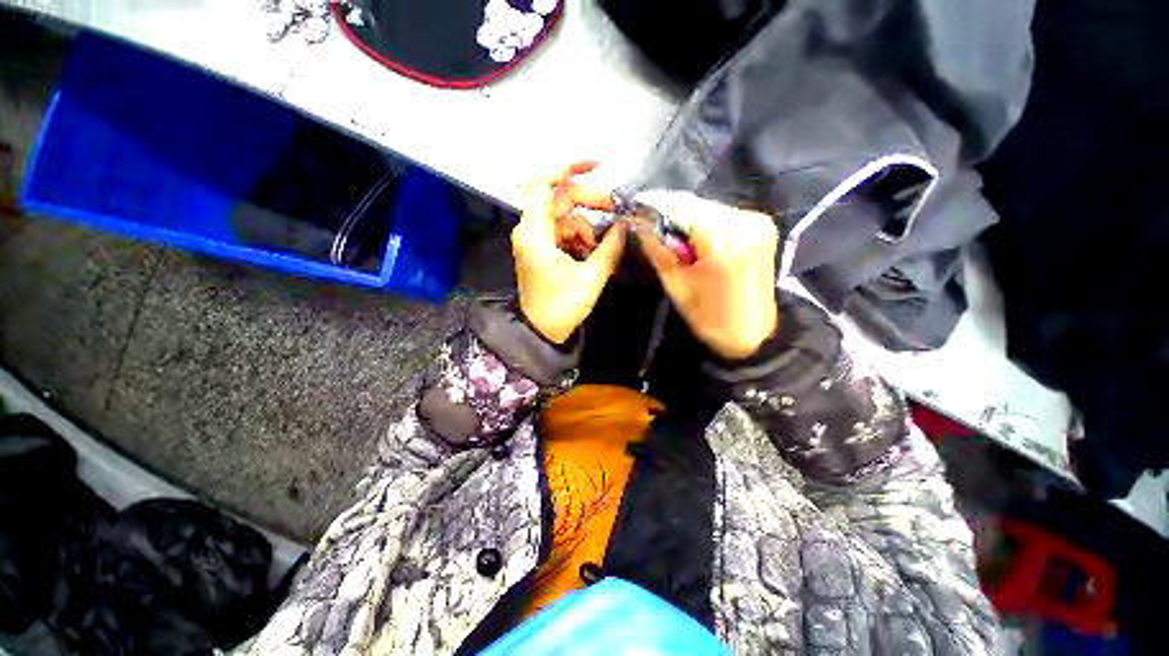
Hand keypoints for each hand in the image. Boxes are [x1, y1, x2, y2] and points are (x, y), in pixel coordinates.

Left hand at [513, 163, 627, 343]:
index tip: (597, 166)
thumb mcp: (591, 277)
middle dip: (591, 201)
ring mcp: (536, 239)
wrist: (541, 331)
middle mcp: (531, 230)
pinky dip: (580, 237)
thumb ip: (610, 247)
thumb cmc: (562, 307)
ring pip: (565, 216)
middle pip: (561, 198)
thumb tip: (624, 224)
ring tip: (600, 249)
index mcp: (536, 234)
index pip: (542, 184)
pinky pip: (564, 231)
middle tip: (617, 211)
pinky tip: (592, 253)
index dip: (567, 168)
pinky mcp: (542, 248)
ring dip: (588, 227)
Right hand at [635, 191, 778, 358]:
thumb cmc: (710, 318)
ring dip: (685, 217)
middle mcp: (746, 221)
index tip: (633, 208)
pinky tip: (692, 238)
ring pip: (708, 207)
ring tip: (669, 233)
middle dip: (669, 212)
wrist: (753, 335)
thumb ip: (658, 250)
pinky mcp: (761, 225)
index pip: (682, 207)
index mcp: (725, 241)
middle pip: (696, 205)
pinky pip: (722, 215)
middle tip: (647, 223)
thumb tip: (638, 222)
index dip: (654, 205)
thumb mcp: (677, 286)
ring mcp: (757, 220)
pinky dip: (702, 223)